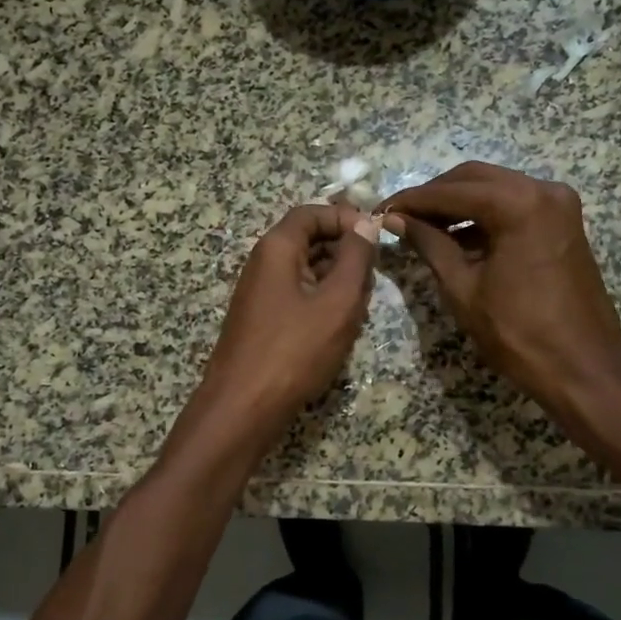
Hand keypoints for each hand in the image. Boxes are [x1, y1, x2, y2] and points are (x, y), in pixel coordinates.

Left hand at [181, 203, 379, 451]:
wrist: (243, 407)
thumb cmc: (294, 350)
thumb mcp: (337, 301)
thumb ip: (356, 258)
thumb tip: (365, 222)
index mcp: (277, 248)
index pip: (312, 213)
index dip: (346, 218)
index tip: (377, 237)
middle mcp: (263, 263)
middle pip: (309, 240)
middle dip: (345, 253)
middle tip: (371, 281)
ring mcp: (260, 294)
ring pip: (307, 272)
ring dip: (337, 283)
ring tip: (359, 309)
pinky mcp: (263, 321)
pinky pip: (298, 297)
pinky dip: (322, 304)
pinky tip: (340, 329)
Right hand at [380, 163, 620, 417]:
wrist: (582, 368)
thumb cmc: (517, 333)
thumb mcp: (462, 287)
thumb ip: (429, 244)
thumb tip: (395, 219)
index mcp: (519, 204)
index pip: (452, 192)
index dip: (412, 201)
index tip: (380, 211)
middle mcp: (544, 190)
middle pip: (475, 179)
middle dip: (435, 196)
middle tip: (400, 217)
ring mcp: (559, 205)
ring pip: (495, 189)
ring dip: (459, 205)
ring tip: (422, 229)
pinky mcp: (563, 222)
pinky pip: (515, 206)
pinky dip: (484, 217)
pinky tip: (457, 238)